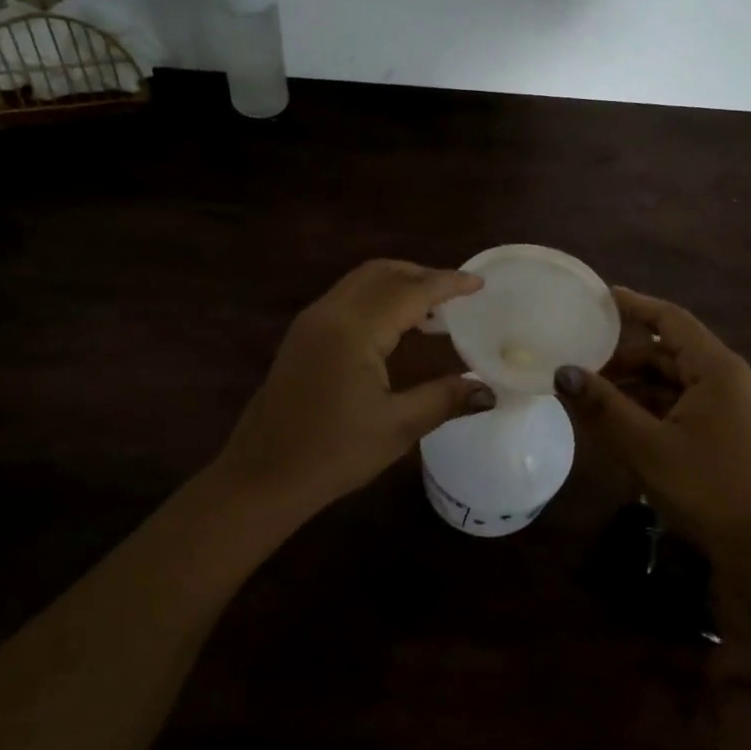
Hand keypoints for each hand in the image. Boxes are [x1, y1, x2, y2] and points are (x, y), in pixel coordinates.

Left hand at [212, 259, 496, 519]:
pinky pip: (346, 298)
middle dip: (422, 275)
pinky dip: (376, 298)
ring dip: (397, 284)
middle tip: (457, 294)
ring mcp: (310, 323)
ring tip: (432, 310)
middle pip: (381, 273)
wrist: (262, 477)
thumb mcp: (397, 427)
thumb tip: (488, 390)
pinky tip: (395, 328)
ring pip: (360, 282)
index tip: (479, 283)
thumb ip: (445, 399)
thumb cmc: (332, 454)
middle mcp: (329, 313)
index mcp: (354, 329)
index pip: (410, 291)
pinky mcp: (301, 337)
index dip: (448, 283)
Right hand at [554, 286, 750, 559]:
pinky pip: (691, 405)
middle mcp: (735, 379)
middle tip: (584, 366)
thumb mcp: (645, 446)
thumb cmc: (705, 489)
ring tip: (597, 399)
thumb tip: (562, 372)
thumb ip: (602, 406)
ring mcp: (740, 407)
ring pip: (680, 382)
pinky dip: (658, 408)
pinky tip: (628, 425)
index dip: (634, 306)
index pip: (671, 320)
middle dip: (628, 359)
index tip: (600, 298)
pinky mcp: (738, 432)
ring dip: (640, 387)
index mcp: (720, 370)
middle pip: (673, 353)